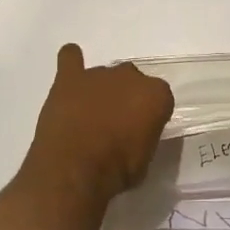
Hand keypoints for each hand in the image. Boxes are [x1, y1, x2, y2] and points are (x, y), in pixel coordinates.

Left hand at [18, 44, 173, 211]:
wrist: (75, 169)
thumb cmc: (117, 171)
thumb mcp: (145, 159)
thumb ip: (144, 135)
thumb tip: (133, 133)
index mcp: (155, 94)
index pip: (159, 98)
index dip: (149, 116)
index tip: (141, 132)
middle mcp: (129, 76)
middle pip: (131, 81)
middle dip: (125, 98)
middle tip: (115, 126)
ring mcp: (98, 74)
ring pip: (104, 75)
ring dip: (100, 91)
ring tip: (89, 117)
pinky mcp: (69, 78)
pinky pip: (70, 58)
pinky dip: (71, 61)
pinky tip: (70, 73)